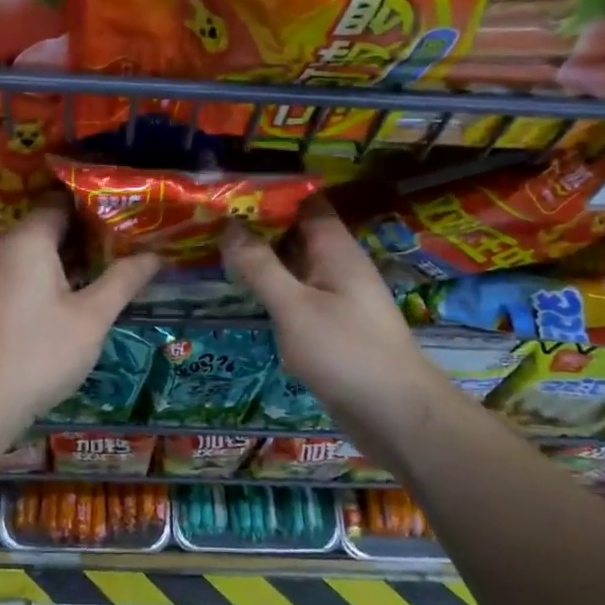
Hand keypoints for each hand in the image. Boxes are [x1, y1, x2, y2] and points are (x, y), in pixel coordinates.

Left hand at [0, 201, 159, 431]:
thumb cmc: (40, 352)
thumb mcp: (92, 316)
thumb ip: (123, 280)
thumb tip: (155, 254)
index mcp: (28, 239)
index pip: (64, 199)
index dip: (100, 201)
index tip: (133, 208)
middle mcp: (8, 247)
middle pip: (54, 222)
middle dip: (94, 228)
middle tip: (137, 233)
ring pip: (44, 249)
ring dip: (79, 253)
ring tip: (123, 257)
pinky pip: (33, 270)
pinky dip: (60, 272)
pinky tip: (89, 287)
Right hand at [223, 203, 453, 451]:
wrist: (395, 413)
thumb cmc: (345, 351)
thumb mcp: (294, 307)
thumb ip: (260, 266)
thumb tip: (229, 225)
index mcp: (336, 249)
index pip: (306, 202)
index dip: (271, 193)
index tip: (230, 190)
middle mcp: (338, 265)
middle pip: (296, 232)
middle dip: (257, 225)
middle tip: (209, 219)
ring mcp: (335, 296)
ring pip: (293, 264)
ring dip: (261, 257)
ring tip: (214, 248)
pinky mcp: (330, 325)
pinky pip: (296, 293)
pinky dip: (271, 287)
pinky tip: (241, 291)